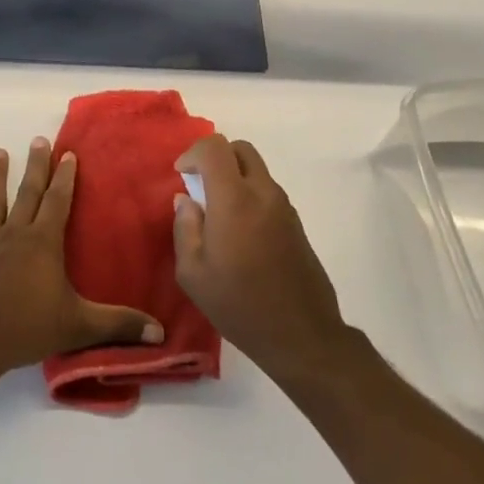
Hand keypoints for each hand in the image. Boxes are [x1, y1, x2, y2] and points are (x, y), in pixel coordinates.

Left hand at [0, 136, 163, 383]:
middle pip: (27, 193)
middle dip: (35, 166)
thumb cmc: (26, 329)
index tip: (67, 153)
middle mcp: (14, 233)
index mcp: (43, 243)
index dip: (65, 177)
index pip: (58, 201)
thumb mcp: (79, 326)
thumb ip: (118, 325)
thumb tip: (160, 332)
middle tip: (38, 140)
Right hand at [173, 134, 347, 382]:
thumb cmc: (239, 305)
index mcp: (234, 199)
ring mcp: (284, 206)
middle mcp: (263, 193)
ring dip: (234, 177)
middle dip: (215, 157)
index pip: (214, 148)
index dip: (192, 153)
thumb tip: (187, 200)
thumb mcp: (193, 273)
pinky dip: (249, 194)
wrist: (302, 335)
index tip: (181, 176)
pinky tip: (239, 232)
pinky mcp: (296, 222)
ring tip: (217, 213)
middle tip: (199, 186)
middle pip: (240, 149)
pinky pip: (267, 191)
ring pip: (256, 169)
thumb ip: (185, 228)